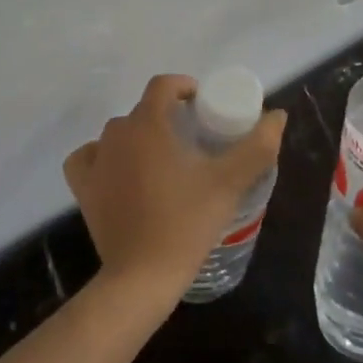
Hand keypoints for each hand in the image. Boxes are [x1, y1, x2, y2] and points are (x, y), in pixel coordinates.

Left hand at [63, 75, 285, 304]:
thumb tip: (278, 116)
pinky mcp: (83, 189)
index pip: (162, 86)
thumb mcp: (229, 183)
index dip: (183, 87)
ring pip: (118, 133)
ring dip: (139, 136)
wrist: (142, 276)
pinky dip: (103, 157)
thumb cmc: (187, 223)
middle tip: (193, 137)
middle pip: (142, 110)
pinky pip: (88, 158)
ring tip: (163, 157)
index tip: (203, 103)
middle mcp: (116, 135)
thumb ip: (257, 146)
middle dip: (167, 115)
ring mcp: (95, 162)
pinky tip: (119, 170)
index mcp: (148, 126)